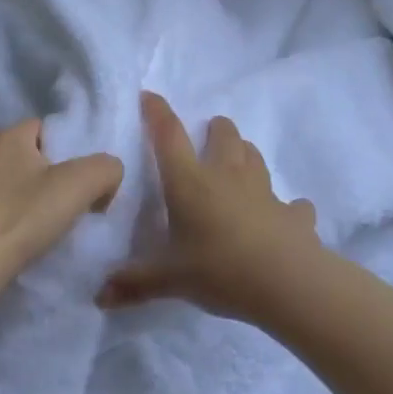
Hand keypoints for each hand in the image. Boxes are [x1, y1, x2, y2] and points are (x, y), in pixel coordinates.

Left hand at [0, 119, 123, 284]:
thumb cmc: (23, 216)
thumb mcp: (81, 184)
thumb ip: (106, 168)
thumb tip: (107, 177)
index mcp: (7, 135)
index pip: (48, 129)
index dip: (72, 150)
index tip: (85, 181)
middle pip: (33, 158)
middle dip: (55, 177)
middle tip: (75, 204)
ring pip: (16, 184)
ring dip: (34, 200)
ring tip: (52, 226)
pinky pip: (0, 208)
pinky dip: (15, 219)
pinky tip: (26, 239)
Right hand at [99, 92, 319, 321]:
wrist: (287, 283)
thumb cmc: (219, 269)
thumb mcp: (170, 279)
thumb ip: (135, 283)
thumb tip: (100, 297)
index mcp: (190, 183)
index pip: (169, 137)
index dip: (157, 113)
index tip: (149, 96)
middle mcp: (227, 177)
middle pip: (223, 136)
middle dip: (215, 129)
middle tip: (208, 134)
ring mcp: (264, 192)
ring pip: (254, 158)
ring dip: (245, 154)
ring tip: (238, 160)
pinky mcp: (292, 214)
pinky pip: (291, 204)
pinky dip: (287, 206)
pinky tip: (287, 213)